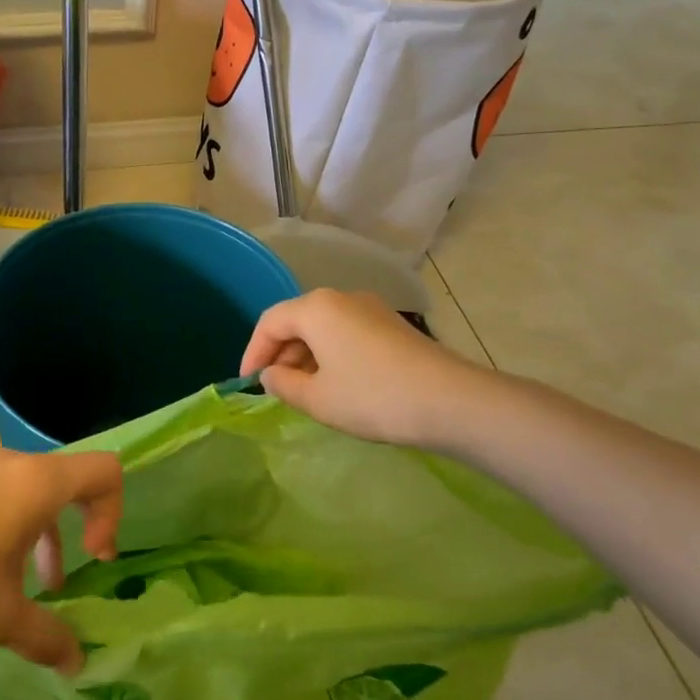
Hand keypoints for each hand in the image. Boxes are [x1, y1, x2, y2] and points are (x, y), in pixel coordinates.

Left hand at [0, 447, 121, 673]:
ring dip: (40, 533)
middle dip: (75, 530)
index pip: (103, 471)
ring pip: (29, 490)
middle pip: (66, 480)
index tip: (94, 559)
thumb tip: (78, 664)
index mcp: (34, 483)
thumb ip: (48, 638)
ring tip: (26, 585)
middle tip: (63, 580)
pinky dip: (8, 525)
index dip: (112, 514)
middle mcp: (9, 463)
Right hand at [241, 289, 496, 450]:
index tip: (247, 383)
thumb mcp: (317, 398)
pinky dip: (331, 355)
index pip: (269, 322)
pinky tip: (338, 384)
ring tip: (305, 391)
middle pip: (297, 320)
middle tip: (276, 389)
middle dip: (280, 354)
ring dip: (306, 356)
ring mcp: (371, 309)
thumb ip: (283, 385)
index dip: (252, 352)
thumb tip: (270, 375)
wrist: (452, 401)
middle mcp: (341, 298)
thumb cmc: (373, 397)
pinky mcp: (392, 326)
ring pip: (323, 328)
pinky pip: (347, 333)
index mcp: (316, 308)